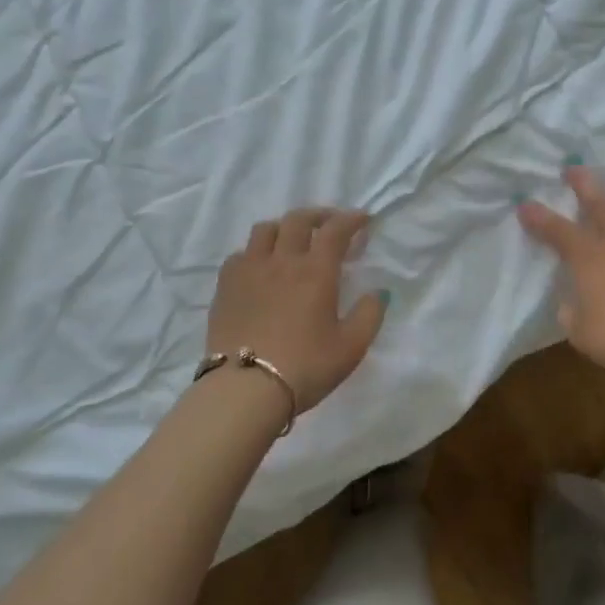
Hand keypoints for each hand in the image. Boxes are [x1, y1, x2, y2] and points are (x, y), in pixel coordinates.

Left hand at [206, 207, 387, 413]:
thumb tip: (379, 292)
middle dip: (319, 215)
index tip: (363, 219)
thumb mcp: (351, 347)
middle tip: (330, 225)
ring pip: (265, 230)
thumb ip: (369, 315)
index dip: (351, 219)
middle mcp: (282, 261)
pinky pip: (240, 254)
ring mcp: (249, 270)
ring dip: (284, 228)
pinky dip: (256, 252)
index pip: (335, 230)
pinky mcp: (225, 286)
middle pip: (298, 220)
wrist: (245, 389)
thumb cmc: (305, 367)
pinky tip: (260, 268)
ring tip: (292, 241)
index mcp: (316, 271)